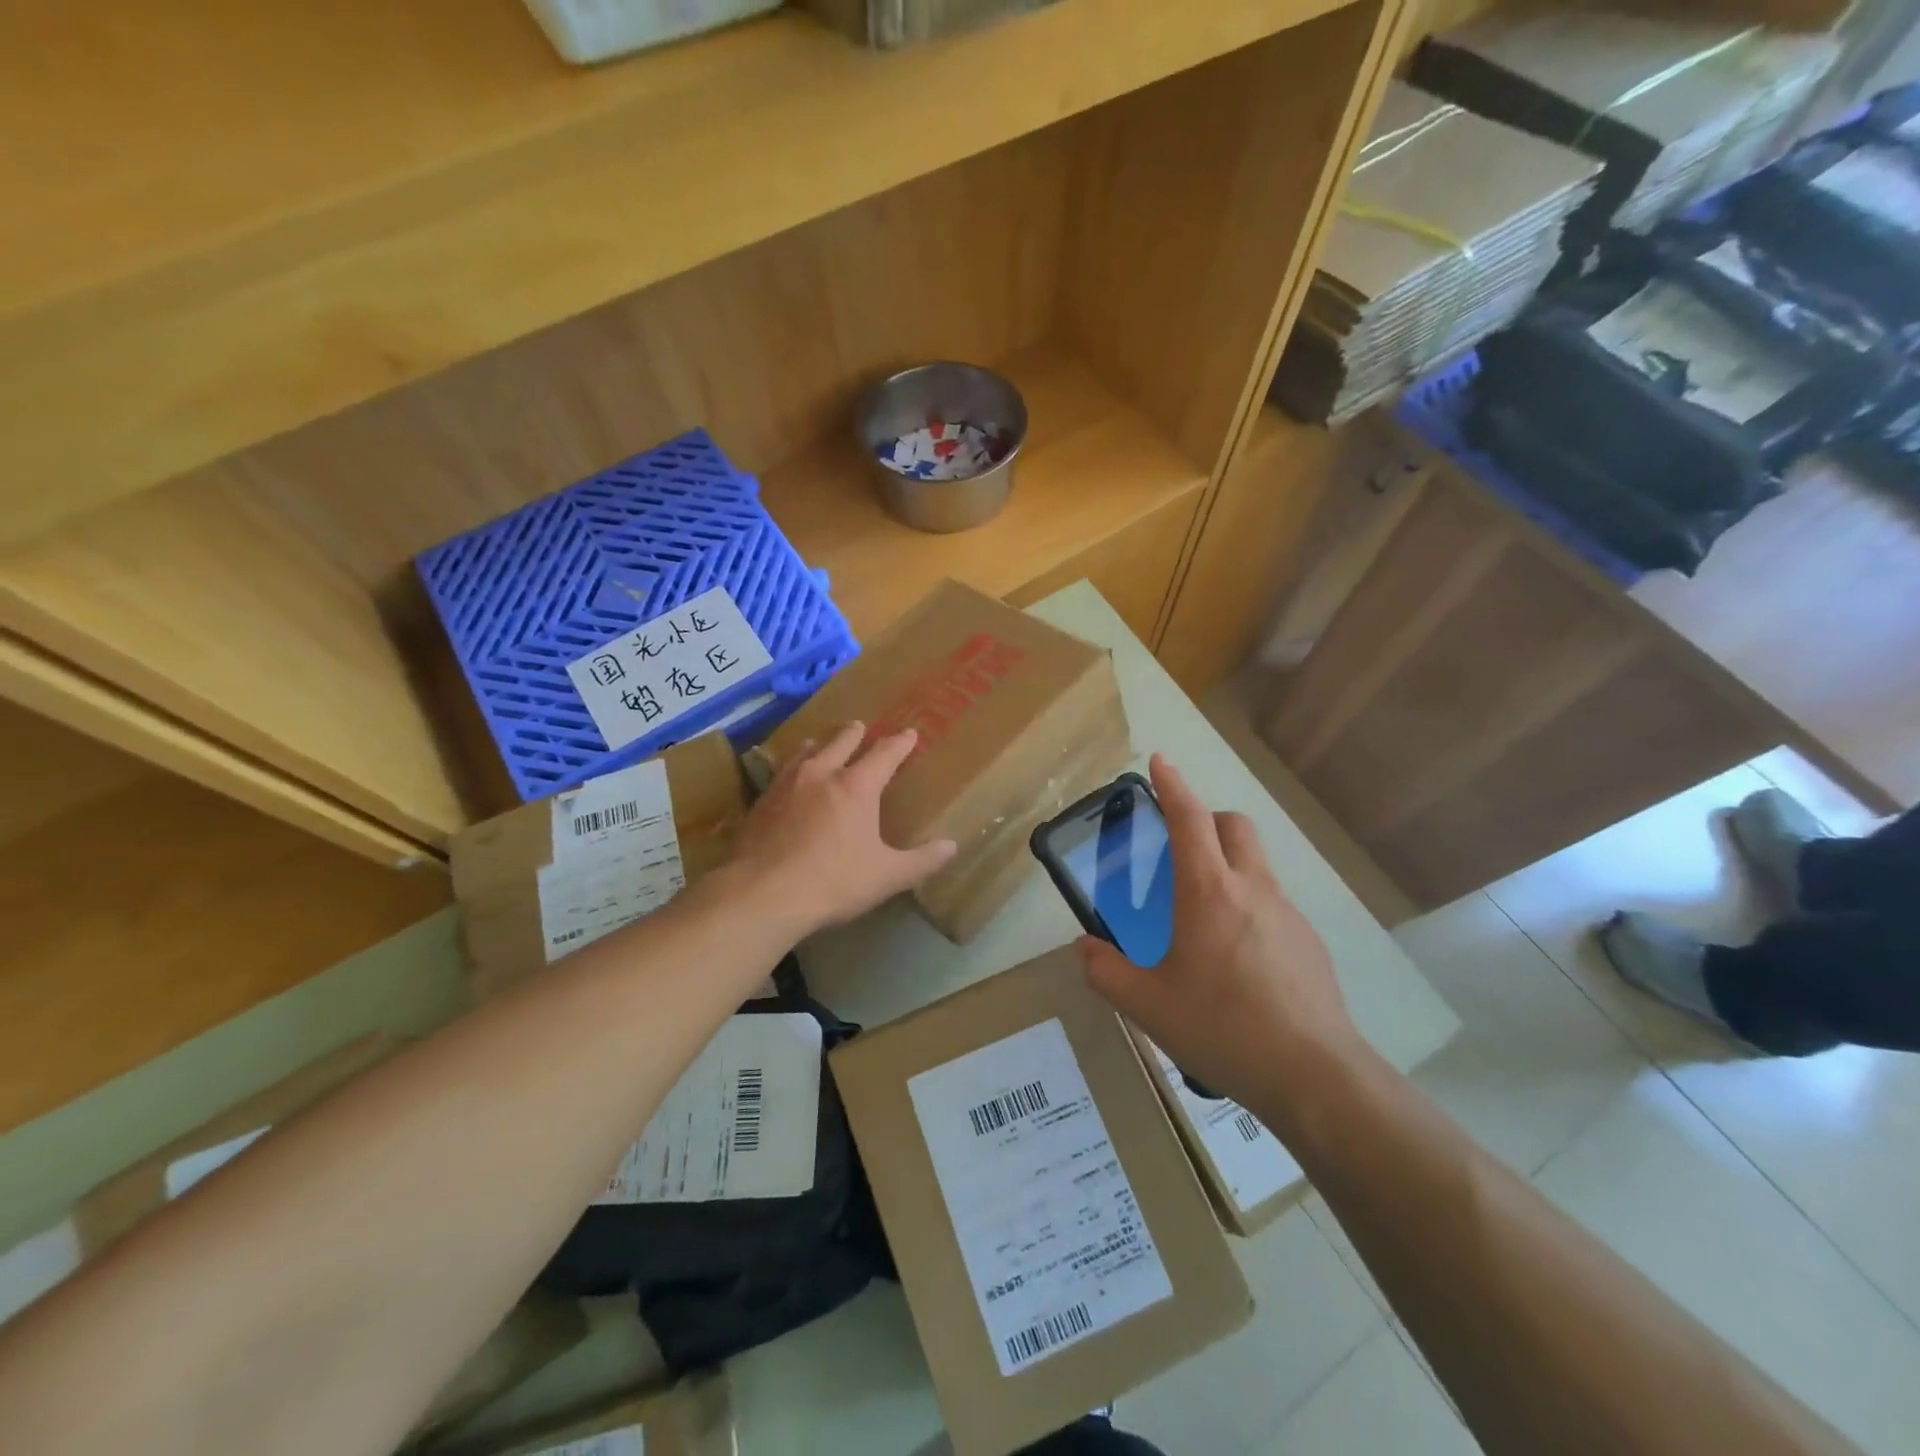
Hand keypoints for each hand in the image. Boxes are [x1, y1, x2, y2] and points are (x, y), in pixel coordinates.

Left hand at [729, 722, 956, 938]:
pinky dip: (790, 769)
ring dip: (817, 746)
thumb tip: (951, 847)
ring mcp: (786, 785)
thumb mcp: (886, 876)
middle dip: (854, 734)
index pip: (884, 754)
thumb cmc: (833, 882)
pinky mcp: (761, 802)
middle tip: (859, 726)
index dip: (900, 743)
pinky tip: (785, 780)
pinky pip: (780, 774)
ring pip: (805, 753)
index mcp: (856, 787)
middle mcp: (821, 774)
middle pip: (841, 742)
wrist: (762, 894)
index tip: (909, 734)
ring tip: (817, 744)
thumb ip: (921, 861)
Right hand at [1080, 755, 1365, 1130]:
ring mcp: (1287, 914)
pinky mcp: (1309, 943)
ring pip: (1257, 865)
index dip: (1172, 785)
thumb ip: (1105, 971)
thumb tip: (1086, 949)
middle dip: (1207, 819)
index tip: (1160, 761)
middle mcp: (1252, 889)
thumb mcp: (1146, 1004)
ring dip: (1229, 866)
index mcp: (1208, 891)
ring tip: (1203, 916)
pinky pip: (1273, 906)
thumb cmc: (1221, 1026)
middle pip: (1235, 826)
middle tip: (1181, 845)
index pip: (1189, 819)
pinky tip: (1237, 961)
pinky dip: (1249, 908)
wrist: (1313, 1075)